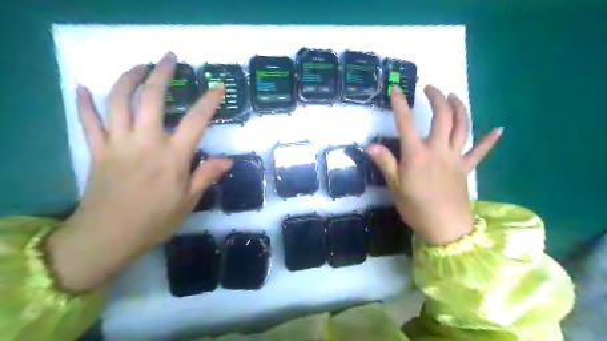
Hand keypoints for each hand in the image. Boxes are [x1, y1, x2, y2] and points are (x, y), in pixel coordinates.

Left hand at [46, 51, 231, 290]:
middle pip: (151, 98)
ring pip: (119, 102)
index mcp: (172, 156)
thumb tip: (228, 160)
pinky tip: (82, 87)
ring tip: (139, 66)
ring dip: (128, 78)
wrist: (108, 236)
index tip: (217, 87)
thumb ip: (206, 176)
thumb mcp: (189, 201)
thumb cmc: (155, 220)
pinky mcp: (97, 150)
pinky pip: (88, 122)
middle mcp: (146, 142)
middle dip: (161, 74)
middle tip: (169, 58)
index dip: (208, 101)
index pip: (196, 121)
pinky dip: (84, 103)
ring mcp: (118, 143)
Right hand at [364, 84, 502, 243]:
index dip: (400, 105)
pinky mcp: (466, 168)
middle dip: (436, 98)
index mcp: (417, 154)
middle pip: (442, 117)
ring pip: (462, 126)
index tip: (396, 90)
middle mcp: (438, 150)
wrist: (445, 227)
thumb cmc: (415, 207)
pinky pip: (480, 152)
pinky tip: (498, 129)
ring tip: (453, 95)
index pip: (406, 123)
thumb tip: (370, 145)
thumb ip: (385, 162)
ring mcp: (455, 157)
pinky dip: (489, 140)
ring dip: (459, 107)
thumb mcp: (394, 185)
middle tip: (430, 88)